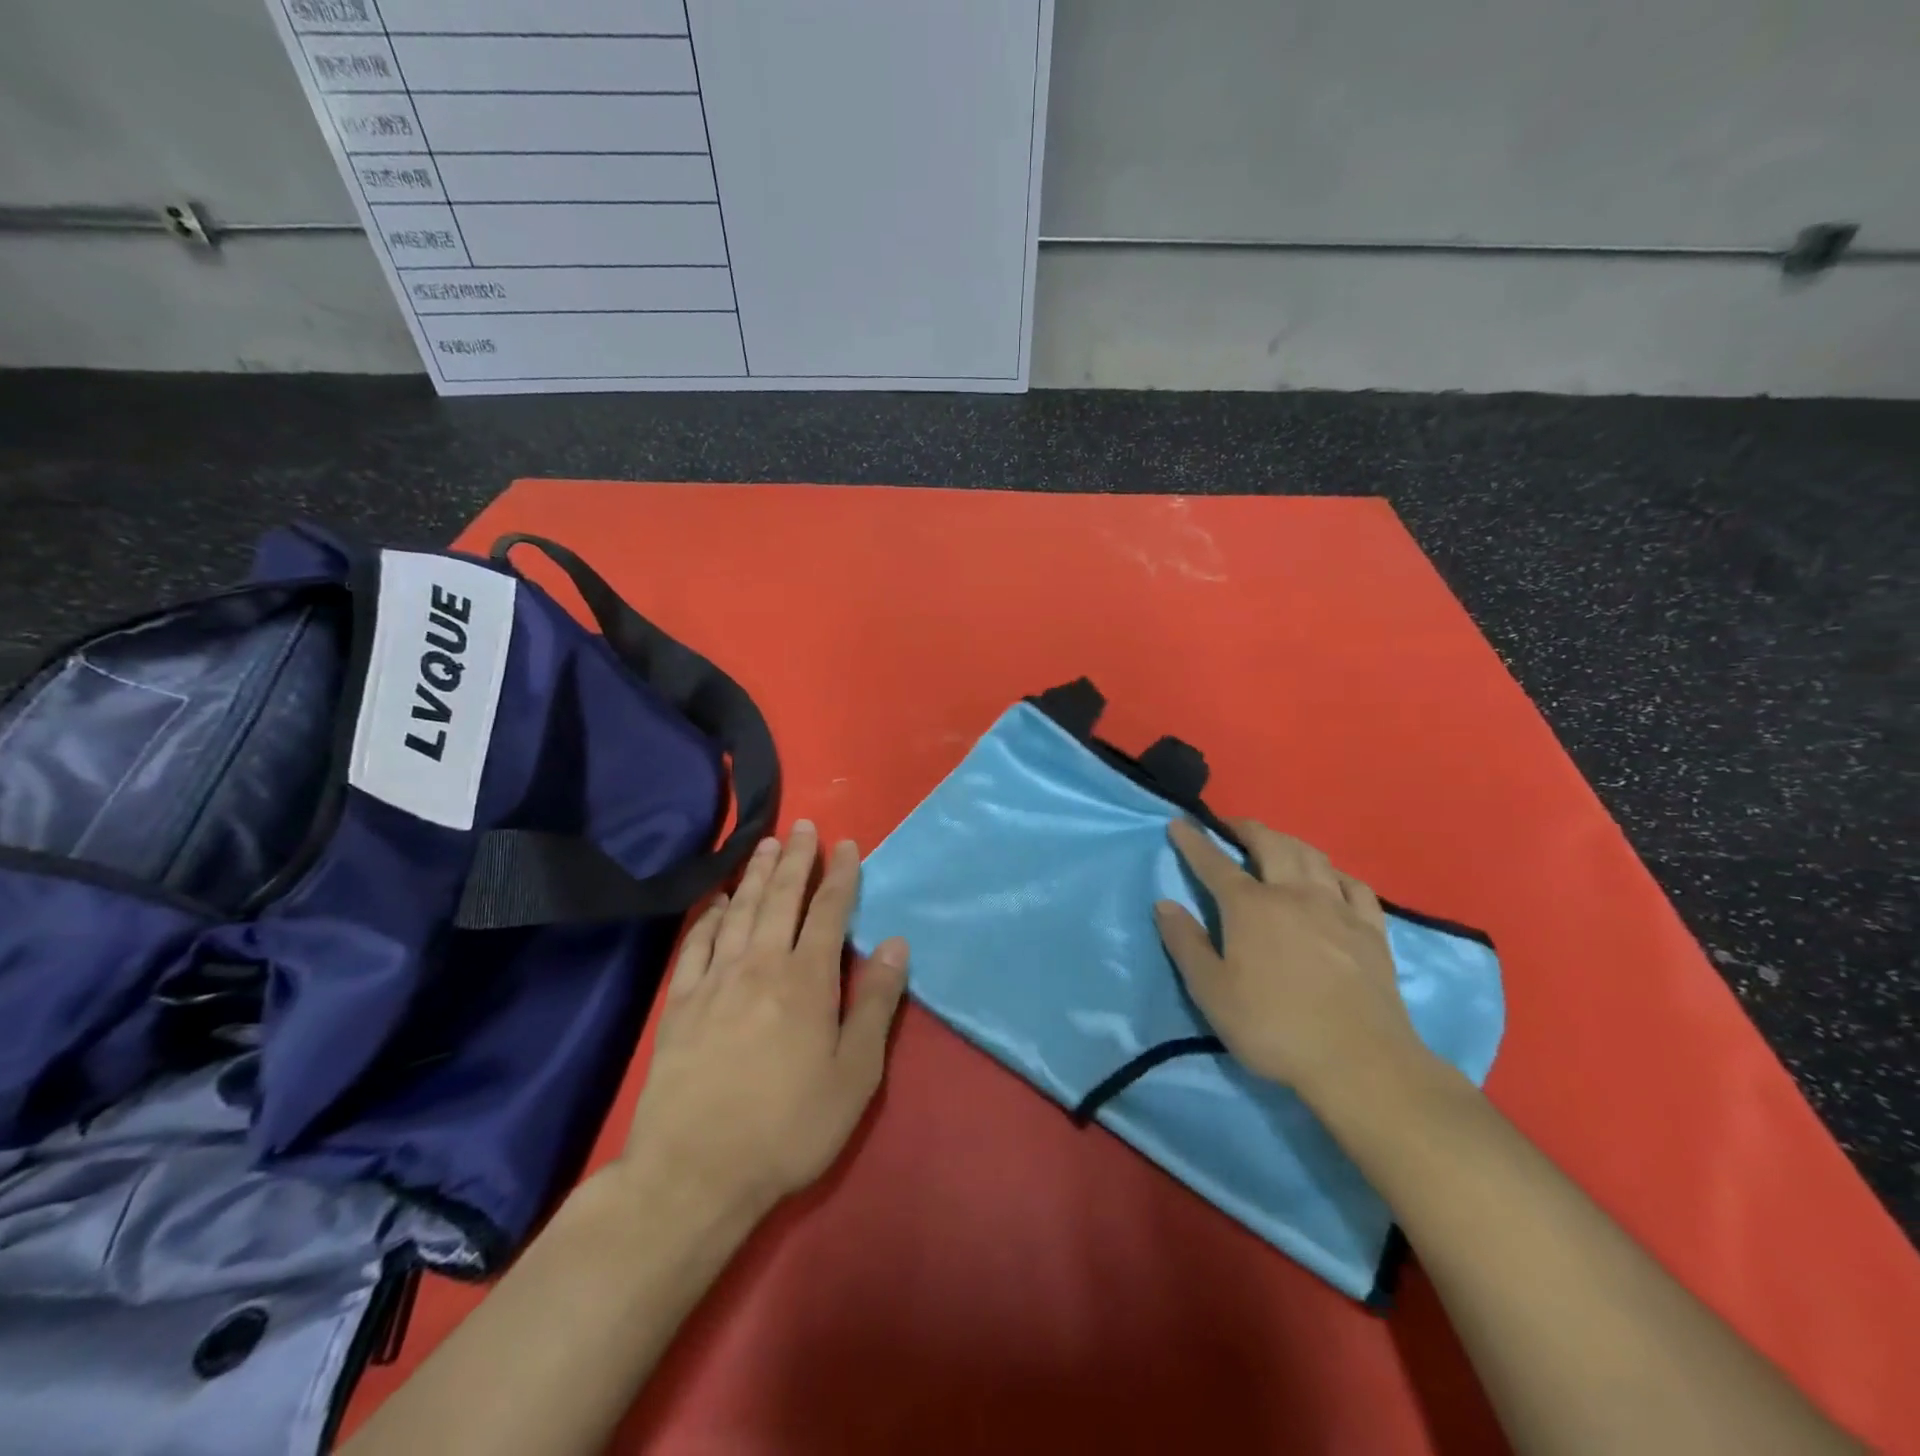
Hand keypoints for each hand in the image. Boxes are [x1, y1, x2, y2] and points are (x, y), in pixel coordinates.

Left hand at [616, 821, 909, 1222]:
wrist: (695, 1172)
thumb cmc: (788, 1127)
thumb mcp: (854, 1074)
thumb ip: (875, 1004)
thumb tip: (897, 944)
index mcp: (807, 979)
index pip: (829, 911)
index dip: (841, 875)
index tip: (846, 844)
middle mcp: (761, 964)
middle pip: (781, 898)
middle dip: (795, 859)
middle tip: (801, 826)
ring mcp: (715, 980)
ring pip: (739, 910)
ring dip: (754, 874)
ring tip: (765, 844)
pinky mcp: (680, 1002)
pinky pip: (695, 943)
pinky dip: (708, 915)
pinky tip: (715, 900)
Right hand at [1156, 818, 1429, 1103]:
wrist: (1360, 1062)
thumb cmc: (1273, 1027)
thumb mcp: (1212, 992)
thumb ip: (1185, 943)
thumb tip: (1164, 903)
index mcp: (1250, 907)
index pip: (1214, 863)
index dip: (1194, 841)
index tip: (1179, 823)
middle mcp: (1293, 894)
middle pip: (1270, 844)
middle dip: (1246, 828)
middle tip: (1230, 825)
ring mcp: (1338, 909)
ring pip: (1313, 856)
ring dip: (1288, 841)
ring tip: (1276, 843)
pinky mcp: (1372, 931)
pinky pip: (1354, 886)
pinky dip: (1335, 873)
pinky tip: (1331, 878)